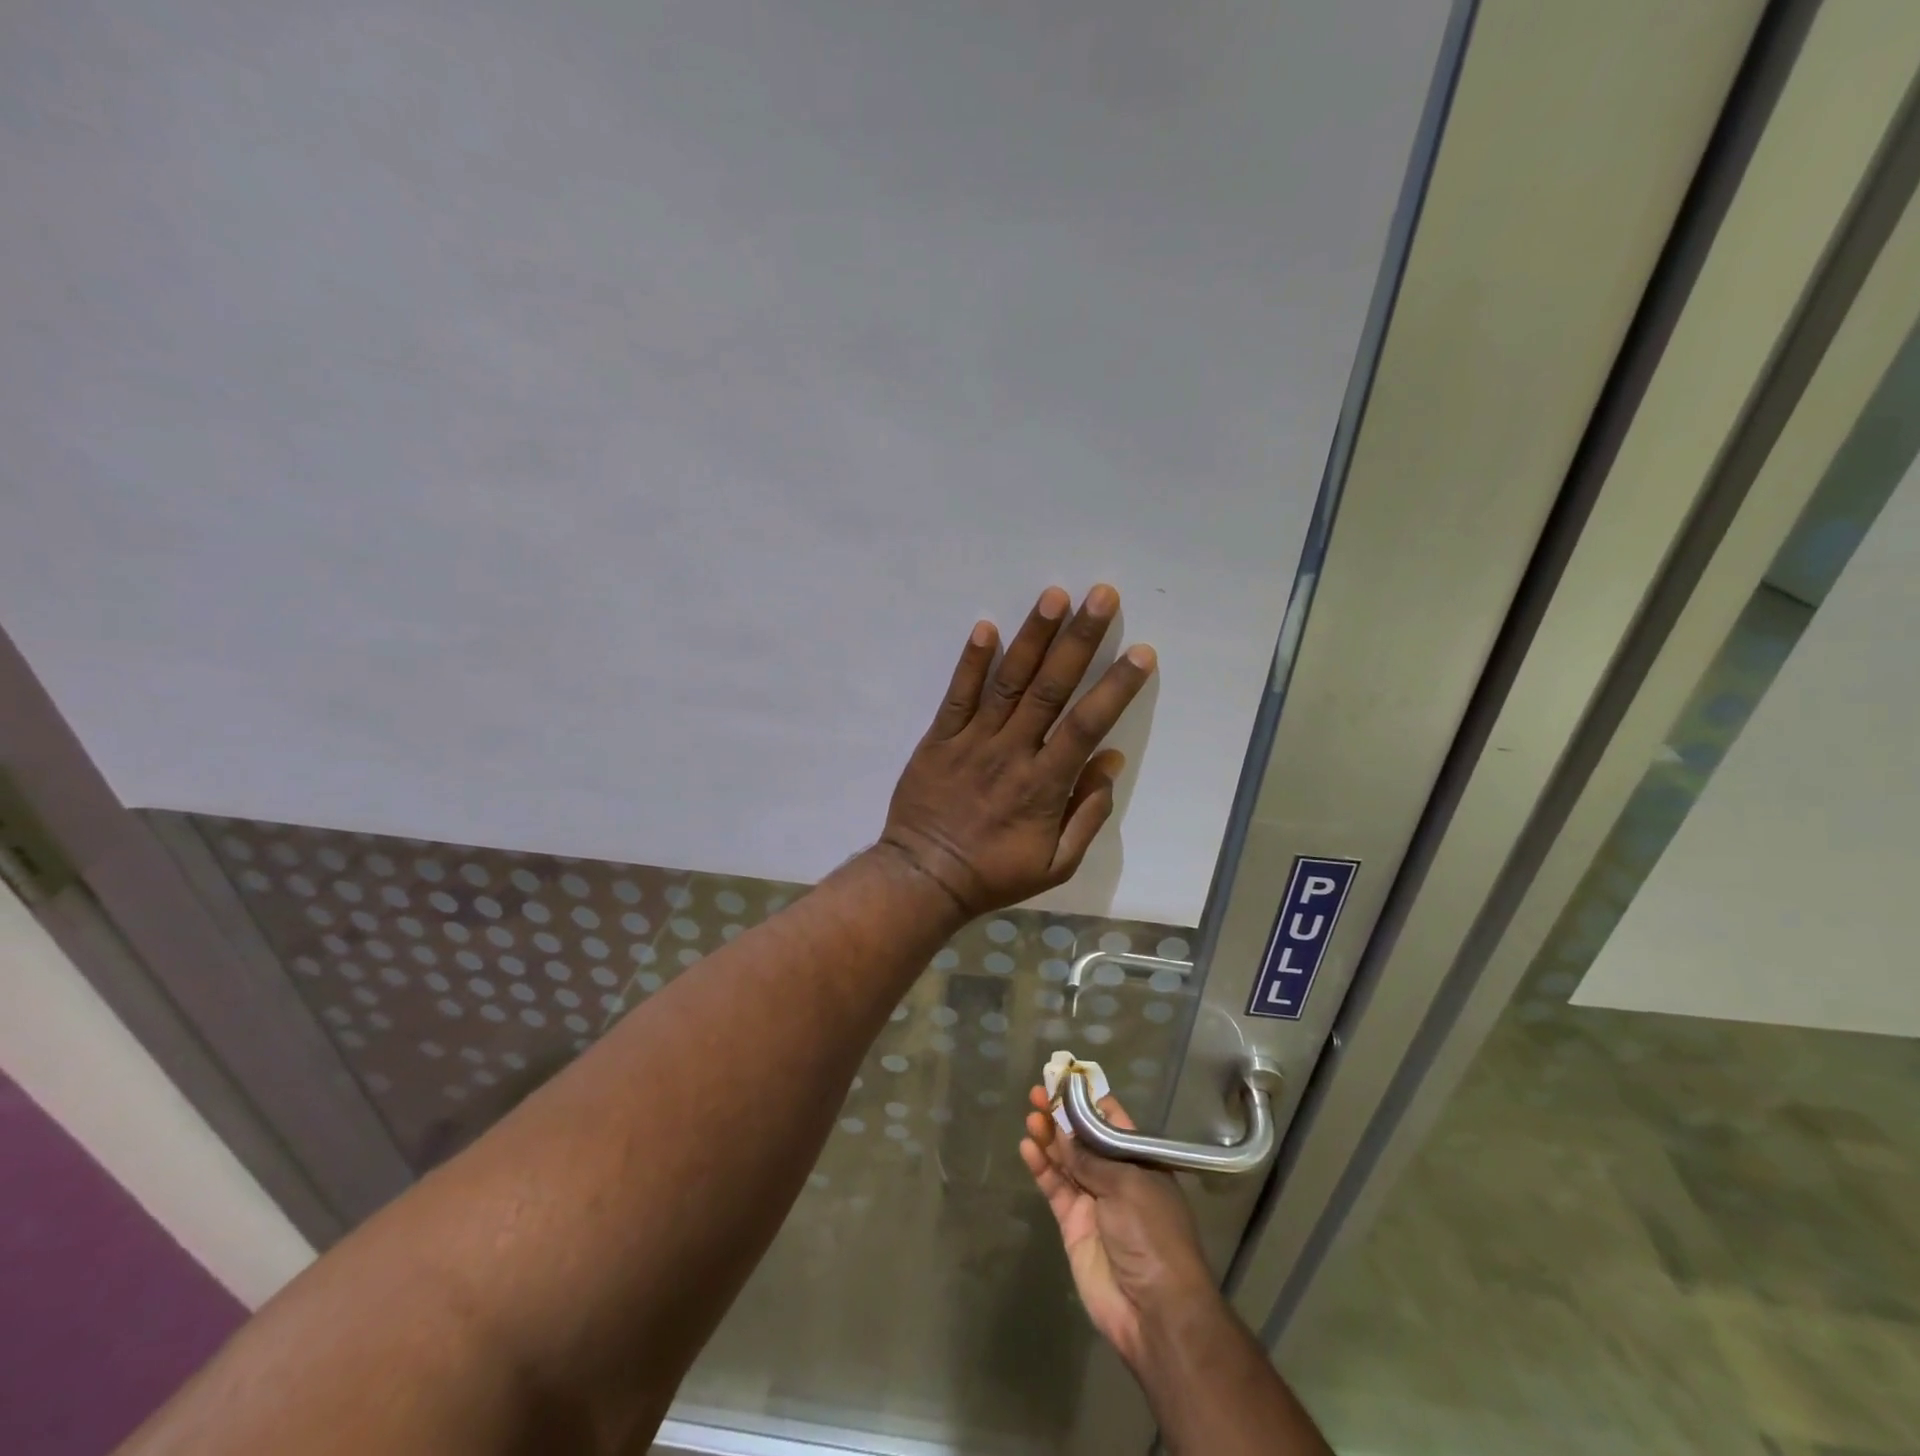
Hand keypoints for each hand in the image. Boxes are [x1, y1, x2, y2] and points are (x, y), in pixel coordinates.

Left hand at [879, 585, 1155, 916]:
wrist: (925, 878)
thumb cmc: (994, 874)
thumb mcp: (1056, 864)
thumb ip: (1088, 814)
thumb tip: (1110, 760)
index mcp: (1044, 784)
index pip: (1086, 724)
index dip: (1116, 687)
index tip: (1141, 652)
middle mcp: (1012, 752)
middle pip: (1050, 688)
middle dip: (1079, 640)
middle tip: (1102, 596)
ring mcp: (972, 741)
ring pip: (1008, 682)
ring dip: (1032, 637)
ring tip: (1054, 596)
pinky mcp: (939, 738)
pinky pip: (957, 695)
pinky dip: (971, 662)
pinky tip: (985, 627)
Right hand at [1020, 1084, 1215, 1370]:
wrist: (1155, 1310)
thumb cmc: (1152, 1234)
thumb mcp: (1127, 1184)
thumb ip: (1090, 1157)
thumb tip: (1063, 1132)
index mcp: (1140, 1161)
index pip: (1111, 1121)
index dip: (1087, 1100)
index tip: (1063, 1079)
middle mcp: (1116, 1177)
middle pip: (1083, 1139)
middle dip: (1061, 1115)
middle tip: (1037, 1093)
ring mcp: (1094, 1201)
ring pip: (1065, 1160)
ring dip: (1048, 1137)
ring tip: (1030, 1115)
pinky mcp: (1074, 1225)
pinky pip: (1055, 1188)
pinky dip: (1041, 1167)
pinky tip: (1027, 1147)